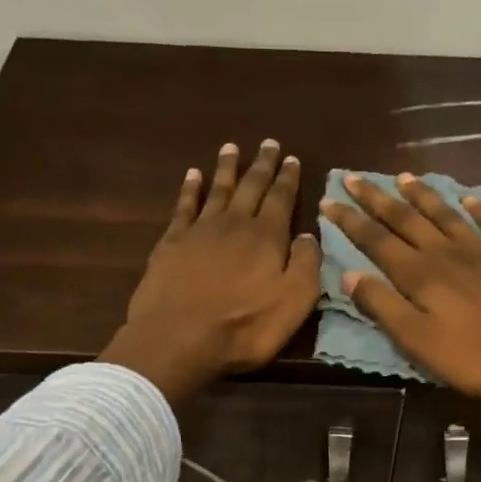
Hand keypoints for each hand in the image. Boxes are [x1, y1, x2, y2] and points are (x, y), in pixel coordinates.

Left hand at [101, 140, 320, 404]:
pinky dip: (190, 189)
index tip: (292, 158)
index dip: (288, 178)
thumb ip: (306, 265)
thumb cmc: (245, 327)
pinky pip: (184, 206)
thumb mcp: (294, 302)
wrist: (179, 338)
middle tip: (268, 143)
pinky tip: (192, 176)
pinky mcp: (171, 243)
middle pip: (251, 187)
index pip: (281, 199)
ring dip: (227, 168)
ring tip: (231, 148)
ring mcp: (200, 230)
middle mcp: (235, 223)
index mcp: (267, 237)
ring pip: (218, 189)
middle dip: (262, 165)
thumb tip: (309, 234)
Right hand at [321, 172, 480, 406]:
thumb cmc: (478, 357)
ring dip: (424, 195)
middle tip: (355, 177)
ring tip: (404, 176)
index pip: (377, 241)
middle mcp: (448, 254)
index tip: (329, 199)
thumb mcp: (419, 342)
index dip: (351, 221)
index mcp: (421, 275)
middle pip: (407, 220)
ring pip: (447, 215)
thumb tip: (349, 274)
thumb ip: (383, 307)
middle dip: (378, 199)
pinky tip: (472, 199)